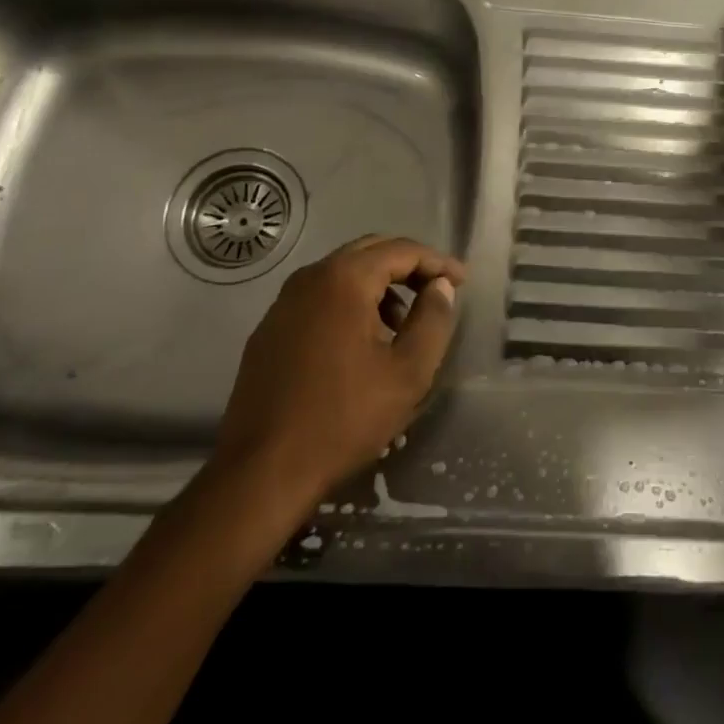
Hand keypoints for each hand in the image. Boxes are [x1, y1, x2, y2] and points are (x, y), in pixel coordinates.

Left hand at [209, 235, 464, 503]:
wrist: (261, 473)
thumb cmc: (343, 419)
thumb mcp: (407, 373)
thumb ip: (432, 320)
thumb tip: (441, 287)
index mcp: (344, 279)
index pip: (401, 250)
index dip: (436, 261)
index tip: (462, 280)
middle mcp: (310, 277)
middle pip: (370, 252)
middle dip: (408, 266)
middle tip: (436, 289)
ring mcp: (284, 303)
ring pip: (343, 274)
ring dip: (379, 286)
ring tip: (402, 323)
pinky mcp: (269, 330)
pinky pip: (320, 298)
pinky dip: (349, 303)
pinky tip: (361, 342)